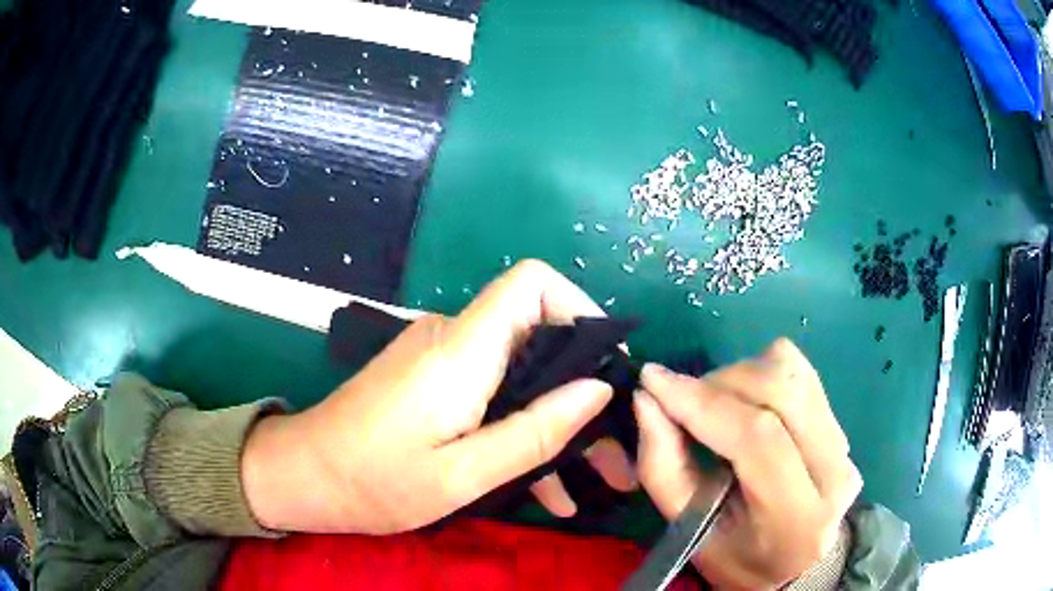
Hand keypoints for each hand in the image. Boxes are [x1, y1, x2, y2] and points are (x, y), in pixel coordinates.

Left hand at [241, 260, 635, 533]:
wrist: (304, 476)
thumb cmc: (374, 481)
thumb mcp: (461, 475)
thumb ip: (533, 433)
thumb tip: (598, 389)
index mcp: (461, 351)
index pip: (531, 283)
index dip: (579, 307)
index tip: (607, 367)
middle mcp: (453, 339)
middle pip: (538, 336)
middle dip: (584, 390)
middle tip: (617, 451)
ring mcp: (442, 359)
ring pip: (521, 374)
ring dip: (558, 423)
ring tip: (594, 482)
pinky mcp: (433, 380)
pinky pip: (493, 392)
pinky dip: (522, 430)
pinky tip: (547, 489)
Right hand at [634, 339, 861, 589]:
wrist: (790, 564)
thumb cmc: (734, 558)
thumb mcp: (688, 530)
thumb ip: (663, 467)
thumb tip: (646, 399)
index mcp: (796, 518)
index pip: (757, 438)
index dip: (702, 402)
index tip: (653, 380)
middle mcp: (834, 473)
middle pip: (781, 392)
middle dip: (720, 383)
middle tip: (682, 400)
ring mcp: (845, 446)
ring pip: (793, 373)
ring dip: (741, 375)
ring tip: (714, 404)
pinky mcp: (843, 427)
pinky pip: (802, 374)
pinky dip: (764, 373)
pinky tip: (746, 402)